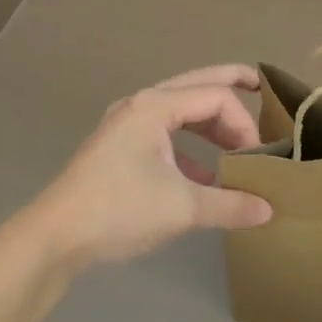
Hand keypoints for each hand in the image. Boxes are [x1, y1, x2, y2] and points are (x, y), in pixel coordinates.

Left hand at [29, 65, 272, 269]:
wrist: (54, 237)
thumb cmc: (119, 209)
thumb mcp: (182, 208)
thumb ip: (230, 204)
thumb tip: (268, 211)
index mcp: (156, 106)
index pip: (216, 98)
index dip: (243, 123)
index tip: (257, 158)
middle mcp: (141, 104)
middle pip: (196, 84)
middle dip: (230, 84)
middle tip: (261, 86)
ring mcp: (126, 124)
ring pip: (179, 109)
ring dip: (210, 123)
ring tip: (236, 143)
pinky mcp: (118, 147)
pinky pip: (164, 132)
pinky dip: (189, 145)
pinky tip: (203, 175)